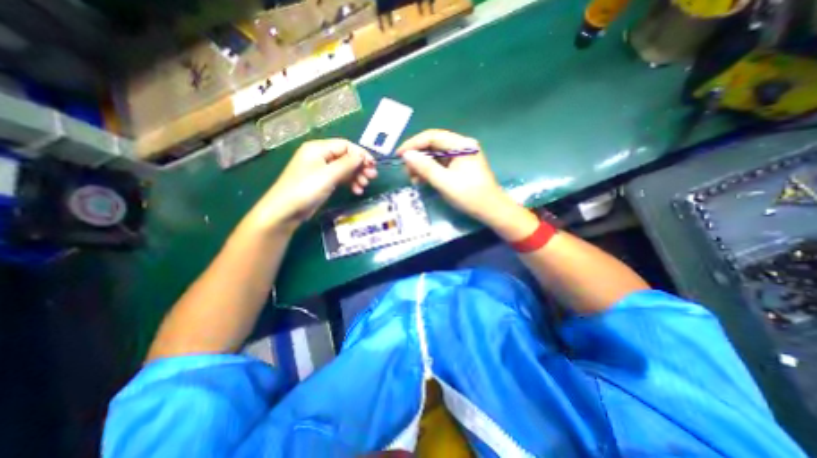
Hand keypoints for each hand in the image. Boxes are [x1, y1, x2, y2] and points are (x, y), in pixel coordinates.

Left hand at [243, 137, 376, 232]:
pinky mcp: (323, 182)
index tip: (373, 165)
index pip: (345, 145)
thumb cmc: (306, 189)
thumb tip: (362, 156)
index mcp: (319, 148)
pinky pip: (340, 178)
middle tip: (372, 177)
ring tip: (364, 186)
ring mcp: (321, 169)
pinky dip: (349, 183)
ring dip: (356, 176)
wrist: (286, 211)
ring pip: (345, 169)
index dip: (361, 154)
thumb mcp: (328, 175)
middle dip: (360, 166)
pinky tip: (357, 191)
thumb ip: (347, 164)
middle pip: (346, 157)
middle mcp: (320, 156)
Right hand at [397, 129, 515, 225]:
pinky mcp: (460, 166)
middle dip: (418, 157)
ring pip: (435, 155)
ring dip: (422, 165)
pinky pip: (441, 164)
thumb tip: (407, 155)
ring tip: (414, 179)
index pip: (432, 136)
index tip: (399, 155)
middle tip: (406, 171)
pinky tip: (422, 180)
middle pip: (433, 145)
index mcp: (461, 145)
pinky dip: (430, 171)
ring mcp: (461, 156)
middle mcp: (461, 146)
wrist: (491, 210)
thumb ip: (425, 167)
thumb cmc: (470, 196)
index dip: (413, 144)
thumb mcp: (445, 182)